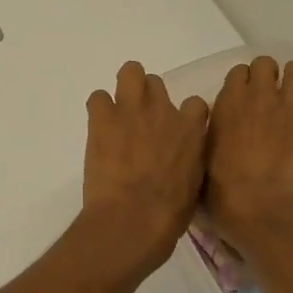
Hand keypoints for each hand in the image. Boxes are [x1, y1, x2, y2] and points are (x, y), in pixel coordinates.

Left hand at [80, 61, 209, 270]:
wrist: (133, 219)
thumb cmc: (168, 214)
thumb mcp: (194, 184)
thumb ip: (189, 160)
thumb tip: (181, 158)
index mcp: (191, 130)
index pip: (195, 104)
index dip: (183, 116)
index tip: (174, 131)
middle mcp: (163, 111)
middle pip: (156, 83)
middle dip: (148, 99)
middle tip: (139, 122)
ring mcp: (131, 109)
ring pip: (130, 73)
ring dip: (125, 90)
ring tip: (117, 114)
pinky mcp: (102, 117)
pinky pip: (97, 97)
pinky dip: (98, 110)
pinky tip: (98, 128)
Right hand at [205, 57, 292, 249]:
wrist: (261, 208)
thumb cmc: (221, 189)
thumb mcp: (203, 153)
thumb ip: (213, 130)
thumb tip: (220, 125)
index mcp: (229, 100)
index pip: (239, 71)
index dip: (243, 84)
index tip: (245, 100)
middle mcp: (260, 94)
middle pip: (267, 63)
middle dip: (269, 77)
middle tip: (270, 99)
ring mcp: (292, 106)